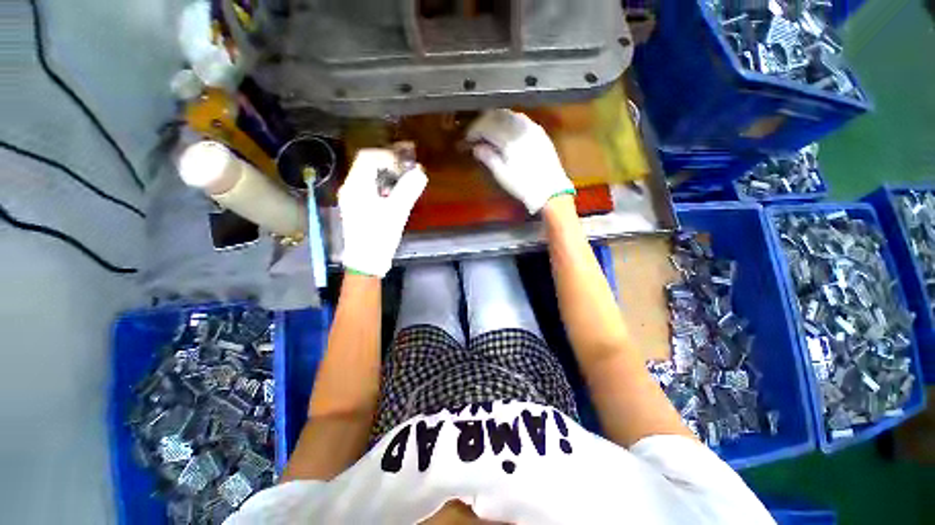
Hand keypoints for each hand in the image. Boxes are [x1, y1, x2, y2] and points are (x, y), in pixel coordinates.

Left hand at [338, 149, 426, 276]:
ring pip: (368, 175)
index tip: (405, 167)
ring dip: (386, 175)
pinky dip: (382, 186)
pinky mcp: (355, 207)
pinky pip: (368, 187)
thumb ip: (408, 190)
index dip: (388, 156)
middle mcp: (350, 188)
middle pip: (367, 164)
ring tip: (403, 185)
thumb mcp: (397, 212)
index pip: (368, 157)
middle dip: (388, 165)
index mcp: (356, 186)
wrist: (366, 261)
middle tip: (407, 173)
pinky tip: (394, 197)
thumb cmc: (380, 236)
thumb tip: (420, 172)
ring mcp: (351, 198)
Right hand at [467, 109, 574, 213]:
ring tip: (488, 131)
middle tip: (475, 133)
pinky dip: (509, 121)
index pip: (486, 126)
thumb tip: (476, 147)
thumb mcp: (502, 175)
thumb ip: (488, 157)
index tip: (467, 139)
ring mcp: (532, 128)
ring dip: (496, 119)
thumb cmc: (523, 186)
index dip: (474, 130)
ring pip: (509, 114)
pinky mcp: (539, 132)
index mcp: (509, 140)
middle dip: (483, 122)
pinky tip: (506, 130)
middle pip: (497, 116)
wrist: (550, 191)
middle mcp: (520, 129)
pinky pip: (521, 119)